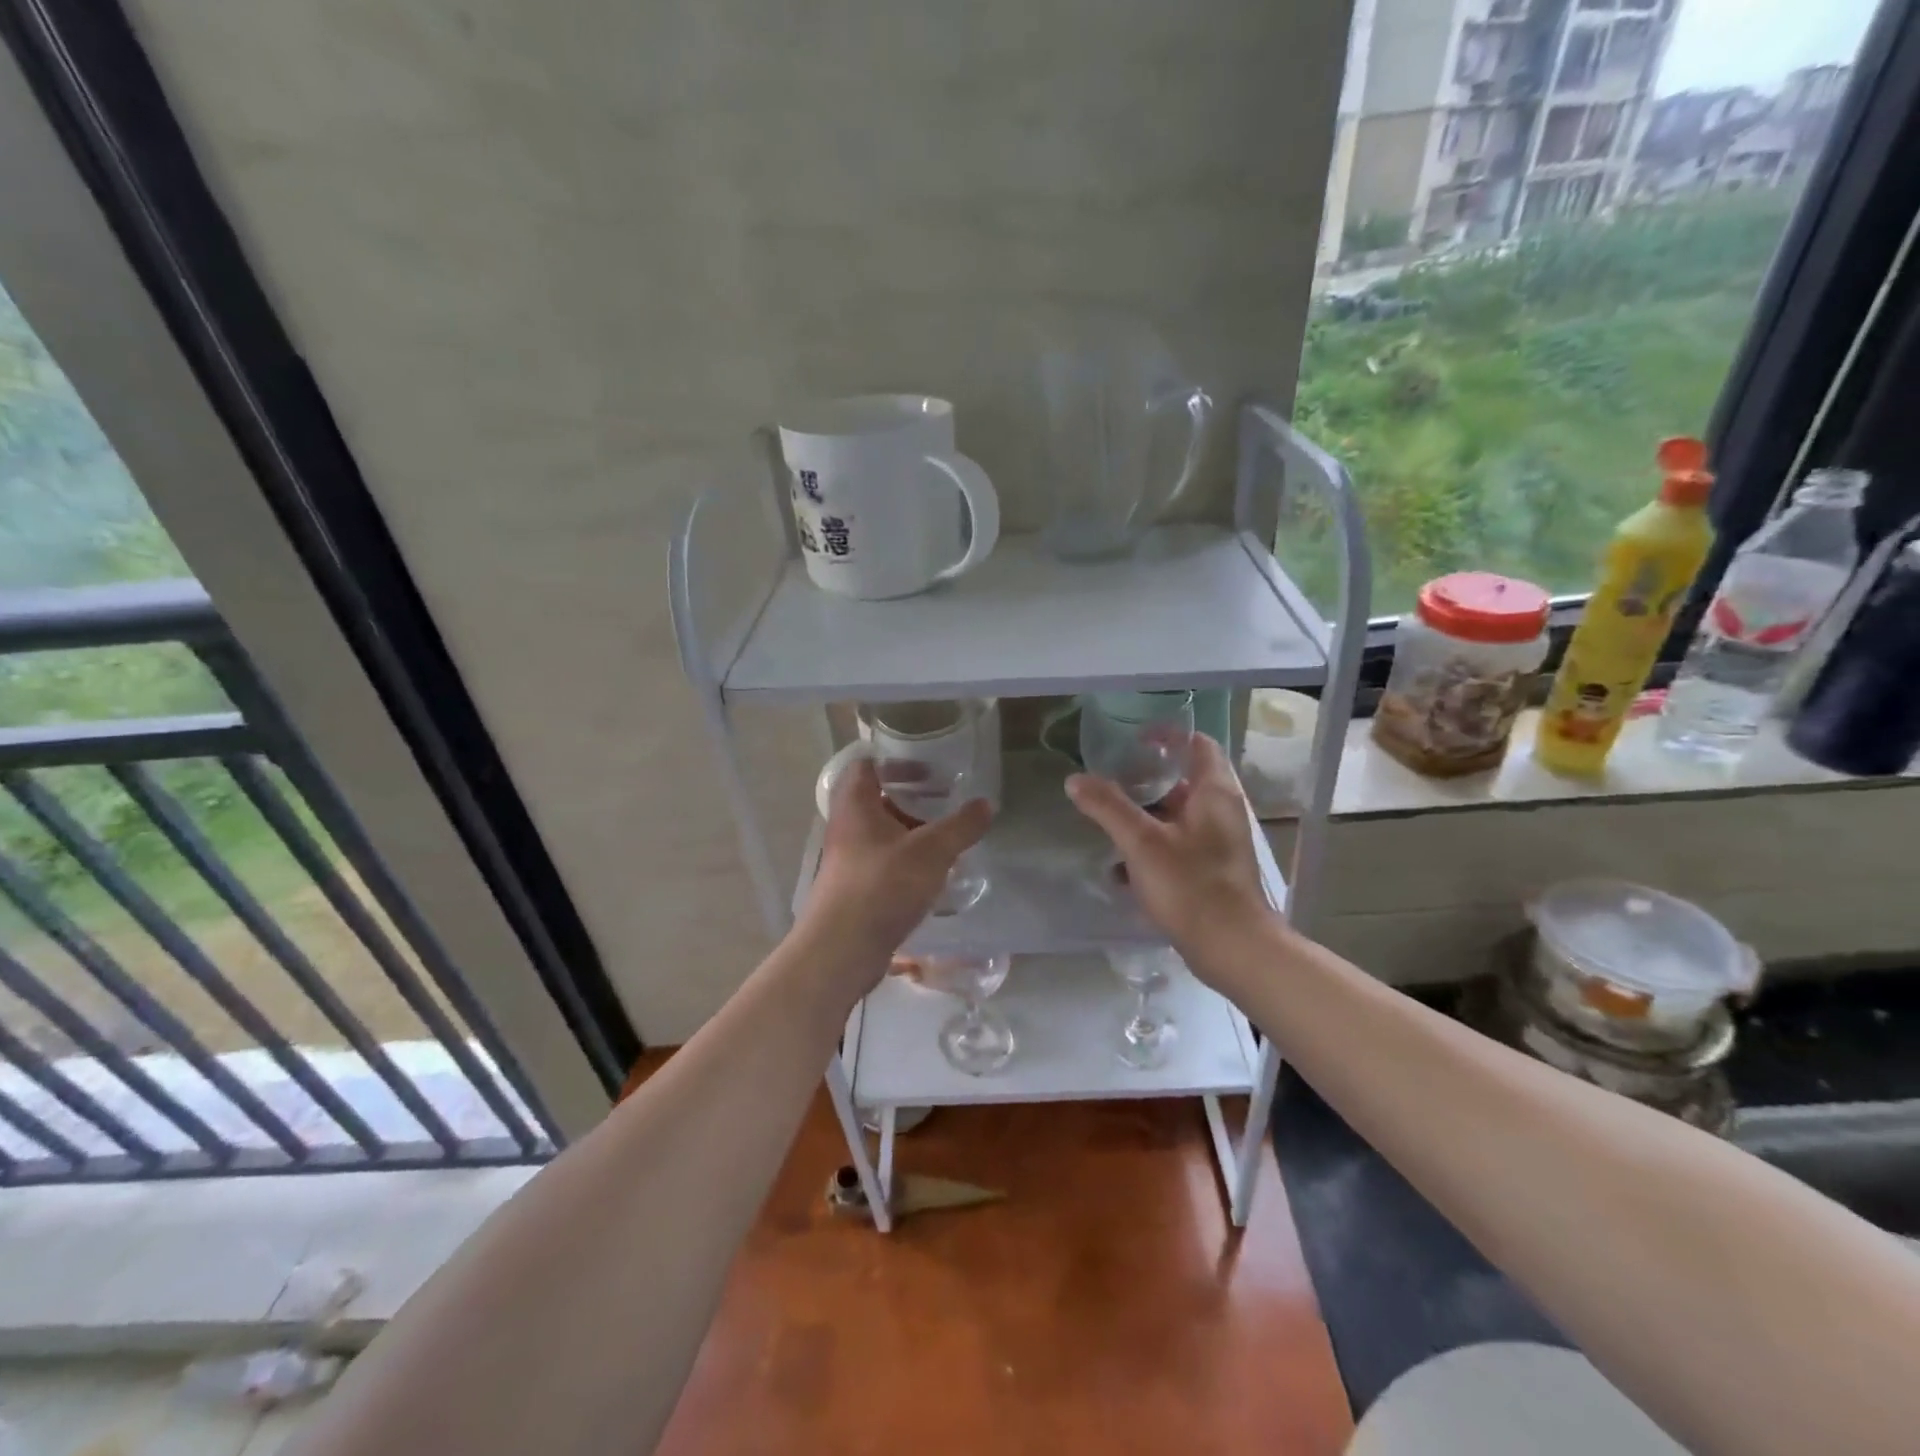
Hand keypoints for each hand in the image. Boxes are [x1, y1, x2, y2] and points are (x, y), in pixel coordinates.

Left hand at [804, 757, 992, 968]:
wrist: (841, 951)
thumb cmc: (882, 887)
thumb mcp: (931, 852)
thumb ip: (961, 826)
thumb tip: (987, 804)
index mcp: (855, 805)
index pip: (866, 765)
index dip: (895, 761)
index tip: (928, 767)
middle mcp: (846, 827)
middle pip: (877, 800)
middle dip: (912, 798)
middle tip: (946, 800)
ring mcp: (848, 860)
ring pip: (882, 834)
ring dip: (912, 831)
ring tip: (947, 836)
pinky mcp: (854, 889)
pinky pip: (883, 863)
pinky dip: (907, 860)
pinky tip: (933, 873)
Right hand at [1066, 734, 1273, 954]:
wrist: (1233, 949)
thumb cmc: (1191, 886)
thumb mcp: (1142, 843)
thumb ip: (1108, 807)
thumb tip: (1075, 779)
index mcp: (1214, 793)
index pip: (1198, 744)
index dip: (1168, 735)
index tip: (1134, 738)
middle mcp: (1221, 812)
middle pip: (1182, 781)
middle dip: (1145, 780)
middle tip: (1109, 780)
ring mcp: (1217, 844)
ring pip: (1176, 817)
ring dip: (1143, 817)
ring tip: (1106, 822)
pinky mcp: (1210, 872)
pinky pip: (1175, 847)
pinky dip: (1149, 850)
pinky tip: (1119, 870)